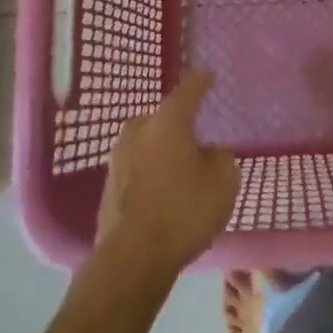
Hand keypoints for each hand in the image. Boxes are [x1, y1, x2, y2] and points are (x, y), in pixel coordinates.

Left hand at [94, 69, 237, 280]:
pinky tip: (167, 193)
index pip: (188, 90)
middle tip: (198, 134)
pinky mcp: (109, 187)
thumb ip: (220, 158)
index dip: (201, 82)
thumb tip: (208, 154)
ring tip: (184, 168)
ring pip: (149, 145)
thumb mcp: (224, 181)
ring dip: (165, 152)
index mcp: (167, 120)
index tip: (208, 74)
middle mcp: (138, 130)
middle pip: (164, 119)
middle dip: (180, 124)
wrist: (132, 257)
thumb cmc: (184, 209)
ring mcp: (118, 158)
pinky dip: (154, 175)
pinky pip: (140, 170)